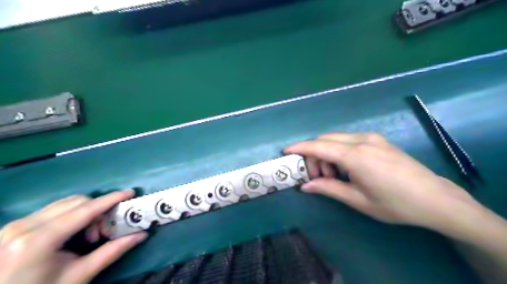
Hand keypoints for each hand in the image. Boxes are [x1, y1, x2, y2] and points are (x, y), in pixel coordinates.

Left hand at [1, 190, 146, 283]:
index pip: (85, 210)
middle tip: (105, 231)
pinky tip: (72, 234)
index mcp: (38, 240)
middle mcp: (24, 226)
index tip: (130, 192)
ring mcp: (14, 225)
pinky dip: (71, 215)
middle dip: (98, 210)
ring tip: (89, 235)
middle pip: (76, 202)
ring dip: (85, 212)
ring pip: (64, 204)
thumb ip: (112, 251)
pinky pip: (52, 210)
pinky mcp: (12, 227)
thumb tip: (142, 234)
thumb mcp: (79, 275)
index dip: (111, 199)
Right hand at [285, 132, 479, 228]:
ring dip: (327, 153)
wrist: (435, 198)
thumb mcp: (358, 200)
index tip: (286, 151)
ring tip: (334, 176)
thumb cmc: (395, 204)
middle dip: (314, 155)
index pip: (319, 146)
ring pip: (337, 139)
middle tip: (317, 177)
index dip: (300, 148)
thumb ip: (329, 189)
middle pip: (326, 140)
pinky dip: (339, 151)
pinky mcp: (378, 140)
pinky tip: (347, 168)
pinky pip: (349, 140)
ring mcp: (372, 138)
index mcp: (356, 156)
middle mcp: (362, 140)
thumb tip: (305, 187)